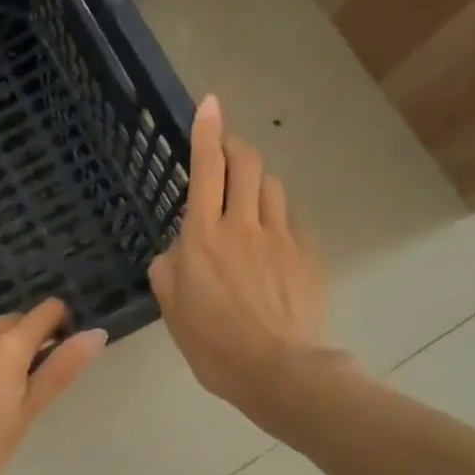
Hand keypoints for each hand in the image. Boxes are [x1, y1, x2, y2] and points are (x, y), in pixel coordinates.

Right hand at [150, 95, 332, 427]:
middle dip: (236, 146)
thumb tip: (175, 253)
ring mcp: (280, 237)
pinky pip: (292, 218)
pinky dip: (278, 215)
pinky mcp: (307, 254)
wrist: (279, 371)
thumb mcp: (173, 312)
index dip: (207, 132)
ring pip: (271, 186)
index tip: (210, 103)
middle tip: (228, 150)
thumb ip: (167, 273)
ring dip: (257, 181)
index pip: (206, 169)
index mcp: (202, 237)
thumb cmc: (214, 346)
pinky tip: (273, 237)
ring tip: (249, 198)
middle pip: (246, 163)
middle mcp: (242, 225)